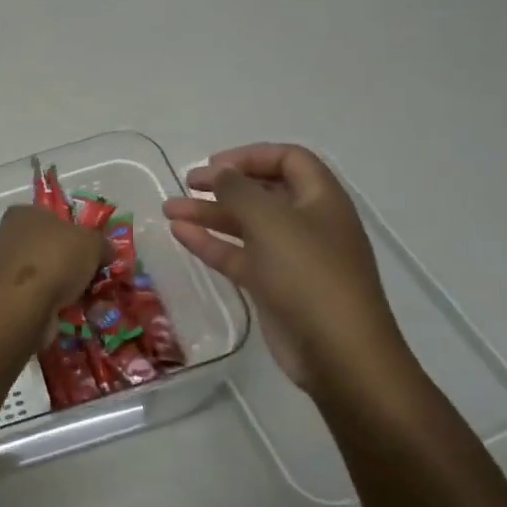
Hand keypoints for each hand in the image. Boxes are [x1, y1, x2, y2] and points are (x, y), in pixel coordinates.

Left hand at [0, 205, 108, 325]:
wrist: (22, 305)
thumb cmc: (55, 258)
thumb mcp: (92, 242)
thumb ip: (102, 243)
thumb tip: (107, 252)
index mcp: (24, 214)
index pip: (54, 216)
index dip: (78, 230)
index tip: (96, 248)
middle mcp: (10, 237)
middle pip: (53, 247)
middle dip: (76, 263)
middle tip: (99, 275)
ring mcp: (7, 268)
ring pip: (49, 273)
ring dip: (70, 286)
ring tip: (94, 297)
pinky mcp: (9, 296)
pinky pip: (41, 295)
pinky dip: (58, 303)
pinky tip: (78, 311)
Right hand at [163, 144, 412, 395]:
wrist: (337, 350)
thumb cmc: (308, 273)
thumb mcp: (271, 221)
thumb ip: (240, 190)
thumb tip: (221, 172)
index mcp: (321, 199)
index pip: (289, 160)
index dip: (251, 156)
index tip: (214, 164)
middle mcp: (308, 223)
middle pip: (263, 192)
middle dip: (224, 185)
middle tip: (187, 183)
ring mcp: (290, 257)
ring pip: (245, 225)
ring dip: (209, 214)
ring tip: (169, 209)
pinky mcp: (273, 286)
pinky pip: (239, 255)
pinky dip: (211, 243)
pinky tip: (180, 235)